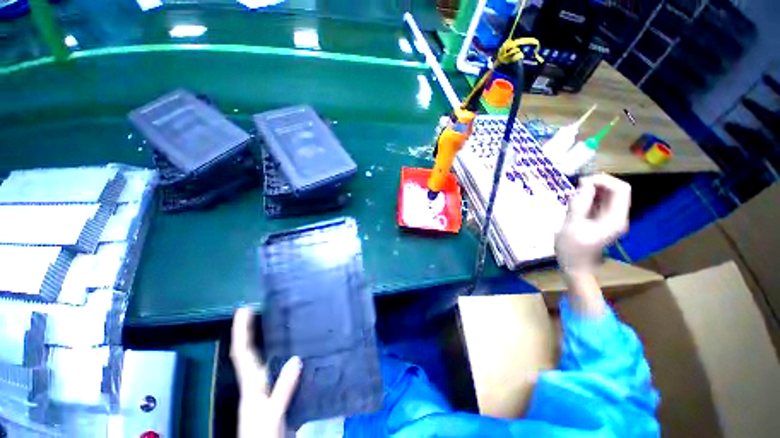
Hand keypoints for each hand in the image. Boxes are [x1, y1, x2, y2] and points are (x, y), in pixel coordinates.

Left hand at [231, 308, 301, 437]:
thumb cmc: (262, 435)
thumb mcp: (272, 414)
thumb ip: (282, 389)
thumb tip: (296, 359)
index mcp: (252, 384)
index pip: (242, 353)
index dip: (242, 331)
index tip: (244, 310)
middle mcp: (255, 381)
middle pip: (249, 352)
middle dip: (250, 331)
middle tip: (261, 310)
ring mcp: (264, 387)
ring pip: (262, 358)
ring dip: (265, 340)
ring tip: (277, 322)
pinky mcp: (274, 392)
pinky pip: (276, 367)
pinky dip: (281, 354)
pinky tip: (294, 349)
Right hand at [555, 174, 630, 274]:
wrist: (574, 266)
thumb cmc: (571, 249)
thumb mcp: (571, 225)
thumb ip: (579, 204)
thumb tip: (585, 183)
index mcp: (615, 219)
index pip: (620, 190)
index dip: (604, 180)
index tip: (582, 181)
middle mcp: (617, 216)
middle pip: (616, 190)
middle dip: (597, 184)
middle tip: (577, 185)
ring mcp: (610, 218)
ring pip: (608, 195)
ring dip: (592, 190)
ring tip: (574, 195)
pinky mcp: (602, 220)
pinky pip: (600, 202)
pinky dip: (589, 198)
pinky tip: (576, 201)